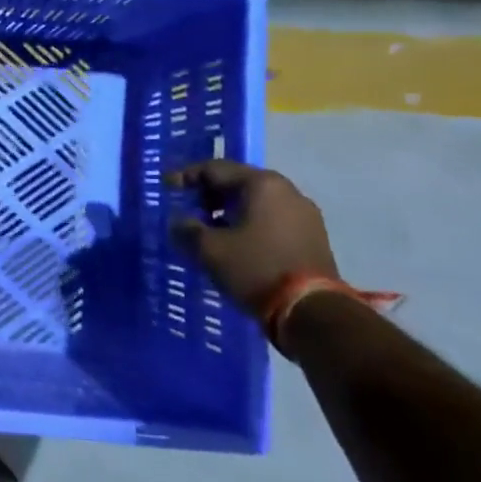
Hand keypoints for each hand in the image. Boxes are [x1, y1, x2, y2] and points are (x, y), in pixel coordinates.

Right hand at [169, 161, 337, 318]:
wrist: (312, 312)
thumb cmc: (256, 269)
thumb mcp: (210, 250)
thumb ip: (187, 230)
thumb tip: (179, 222)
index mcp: (262, 184)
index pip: (215, 169)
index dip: (186, 176)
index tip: (167, 187)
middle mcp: (287, 191)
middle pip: (239, 183)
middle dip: (210, 195)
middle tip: (188, 208)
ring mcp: (305, 214)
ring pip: (257, 203)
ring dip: (230, 212)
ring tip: (210, 230)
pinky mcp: (313, 237)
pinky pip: (272, 220)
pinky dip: (250, 225)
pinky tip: (237, 244)